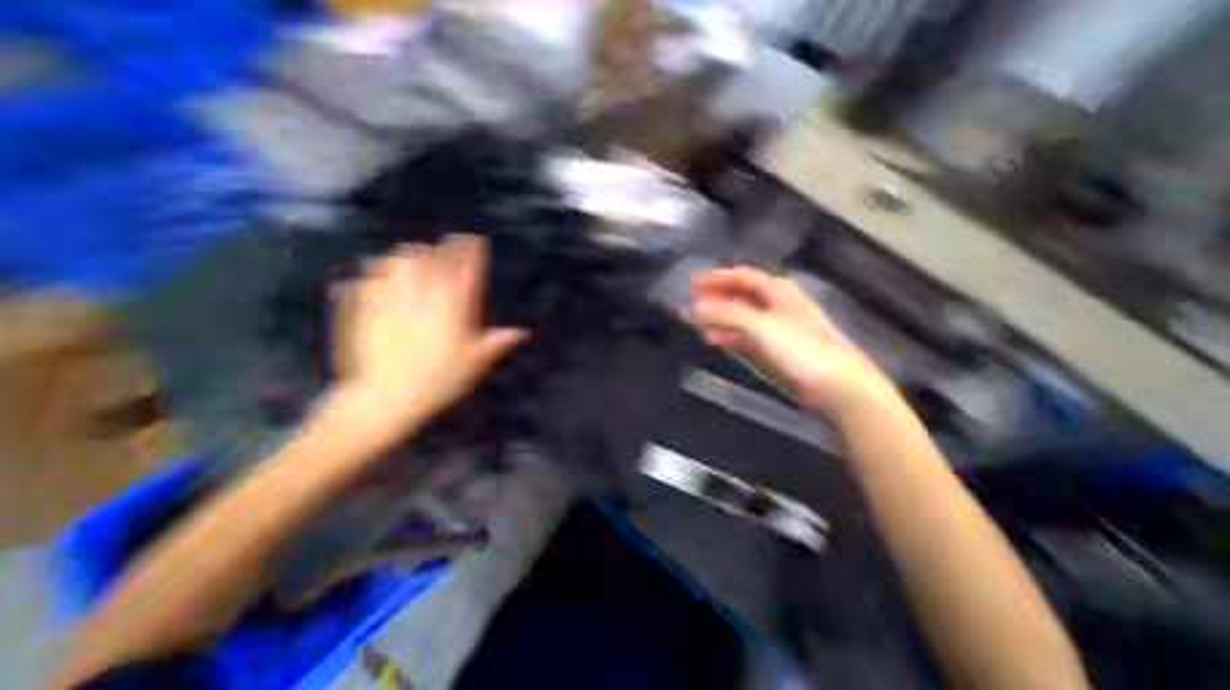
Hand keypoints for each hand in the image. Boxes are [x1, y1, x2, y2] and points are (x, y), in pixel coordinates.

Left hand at [333, 235, 526, 438]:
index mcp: (453, 306)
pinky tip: (377, 273)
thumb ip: (498, 342)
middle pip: (434, 258)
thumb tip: (523, 333)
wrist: (386, 397)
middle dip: (443, 248)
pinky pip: (369, 276)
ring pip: (401, 260)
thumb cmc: (439, 381)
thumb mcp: (476, 363)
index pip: (466, 268)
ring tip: (414, 254)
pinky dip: (376, 270)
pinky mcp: (363, 306)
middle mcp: (424, 294)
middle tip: (448, 245)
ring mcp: (391, 297)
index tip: (474, 239)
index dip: (472, 251)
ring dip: (410, 254)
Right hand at [691, 267, 900, 417]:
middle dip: (716, 297)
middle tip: (692, 302)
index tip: (693, 284)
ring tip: (697, 322)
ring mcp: (775, 326)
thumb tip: (695, 307)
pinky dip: (729, 335)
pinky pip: (745, 335)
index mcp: (778, 290)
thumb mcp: (761, 326)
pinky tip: (715, 340)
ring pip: (741, 315)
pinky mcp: (775, 347)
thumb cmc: (801, 348)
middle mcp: (776, 304)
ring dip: (720, 317)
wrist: (837, 385)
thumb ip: (727, 315)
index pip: (742, 276)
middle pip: (740, 294)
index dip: (717, 278)